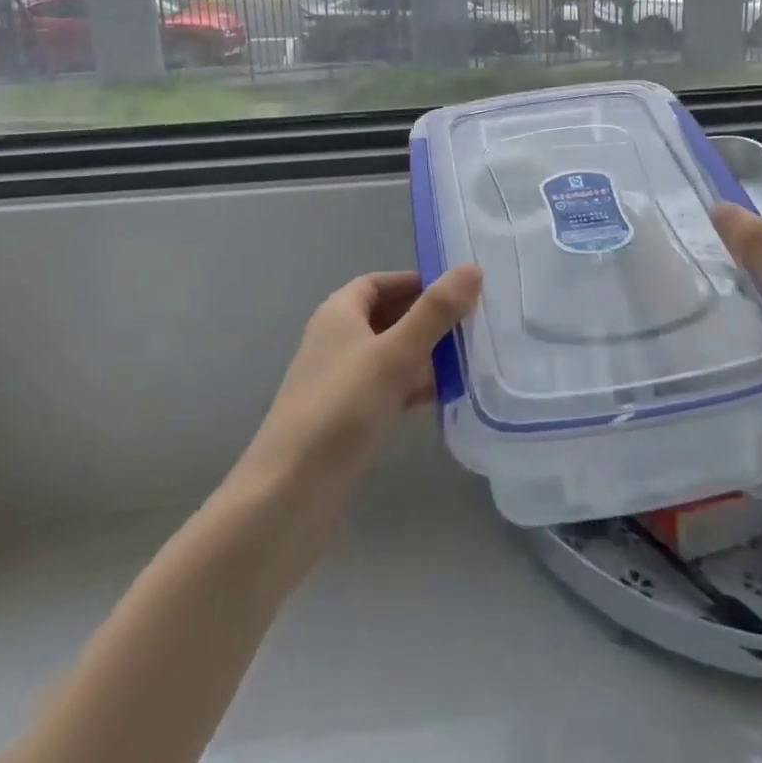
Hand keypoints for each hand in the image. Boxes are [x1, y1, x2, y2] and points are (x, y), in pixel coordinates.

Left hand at [232, 266, 482, 511]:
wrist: (289, 494)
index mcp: (338, 313)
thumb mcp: (394, 354)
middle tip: (472, 326)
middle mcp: (336, 341)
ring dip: (424, 356)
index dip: (415, 282)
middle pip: (386, 318)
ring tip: (470, 362)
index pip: (378, 283)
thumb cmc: (341, 409)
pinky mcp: (346, 420)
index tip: (456, 291)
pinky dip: (413, 388)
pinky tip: (444, 399)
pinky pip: (386, 390)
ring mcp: (339, 382)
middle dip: (426, 320)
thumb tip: (471, 268)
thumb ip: (434, 312)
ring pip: (389, 356)